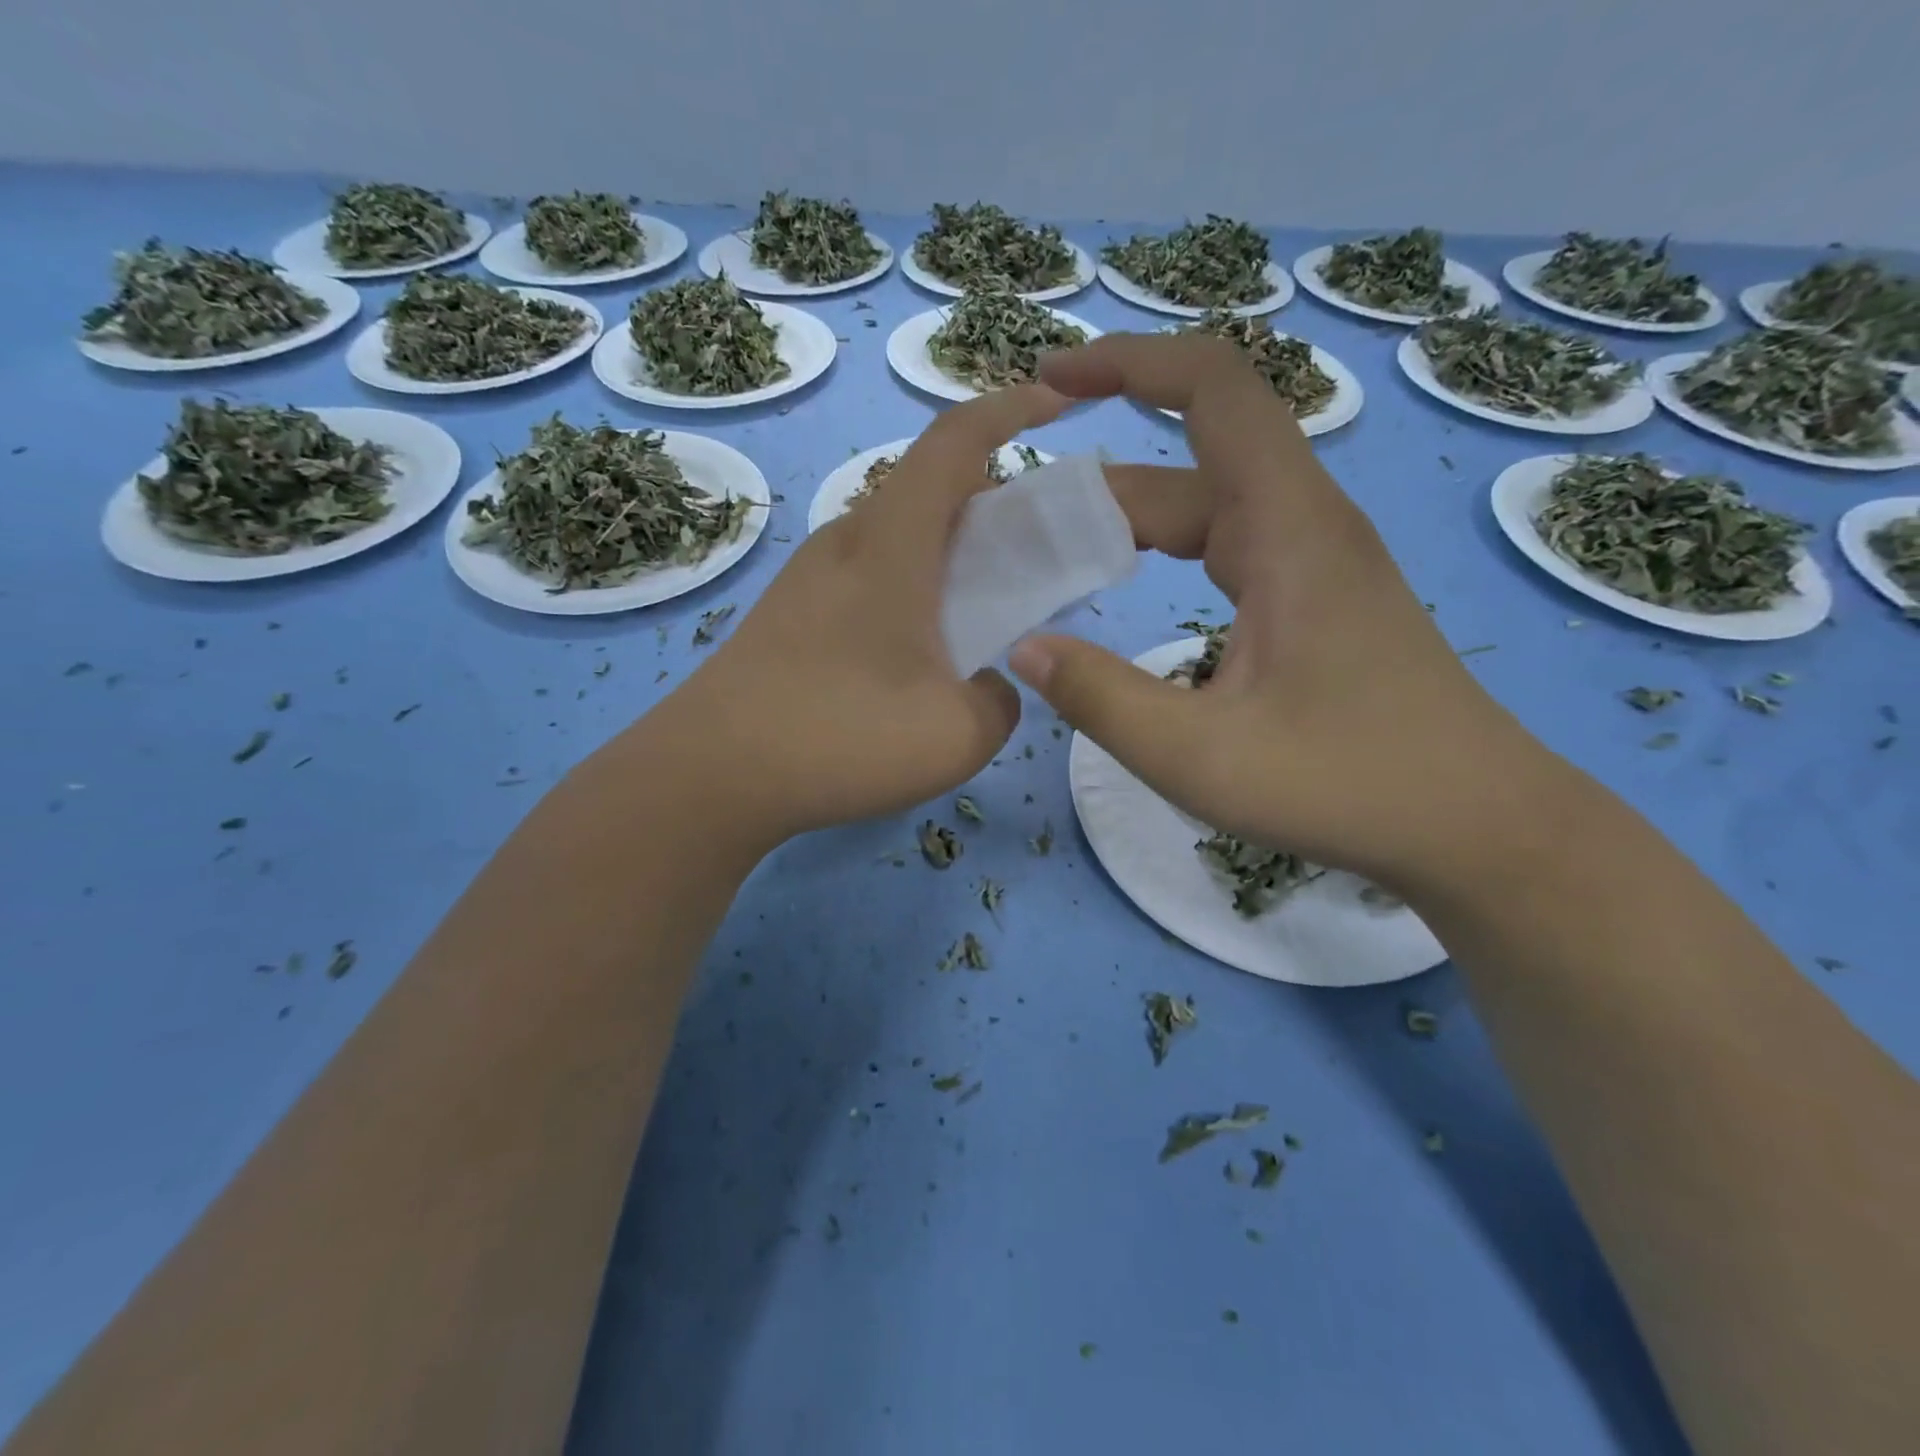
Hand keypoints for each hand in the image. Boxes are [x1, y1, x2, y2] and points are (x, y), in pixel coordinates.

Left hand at [666, 383, 1068, 842]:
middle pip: (927, 490)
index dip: (1011, 409)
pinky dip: (909, 590)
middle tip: (1030, 555)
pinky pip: (866, 576)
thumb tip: (991, 688)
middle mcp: (846, 541)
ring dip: (946, 554)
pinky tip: (914, 657)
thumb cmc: (840, 737)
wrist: (709, 775)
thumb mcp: (957, 735)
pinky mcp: (788, 614)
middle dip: (989, 502)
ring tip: (978, 614)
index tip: (1055, 404)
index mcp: (891, 542)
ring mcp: (809, 577)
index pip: (956, 441)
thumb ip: (1000, 702)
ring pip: (895, 537)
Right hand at [1011, 332, 1553, 889]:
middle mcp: (1304, 524)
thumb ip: (1102, 700)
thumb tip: (1024, 649)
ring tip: (1051, 558)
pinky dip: (1163, 550)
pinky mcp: (1315, 597)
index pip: (1212, 389)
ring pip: (1205, 507)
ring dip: (1127, 521)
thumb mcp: (1201, 757)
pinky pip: (1225, 545)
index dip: (1127, 364)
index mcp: (1288, 529)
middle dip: (1097, 482)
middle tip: (1014, 528)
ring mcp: (1314, 560)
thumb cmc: (1347, 786)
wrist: (1476, 823)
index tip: (1051, 380)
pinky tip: (1126, 587)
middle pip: (1188, 463)